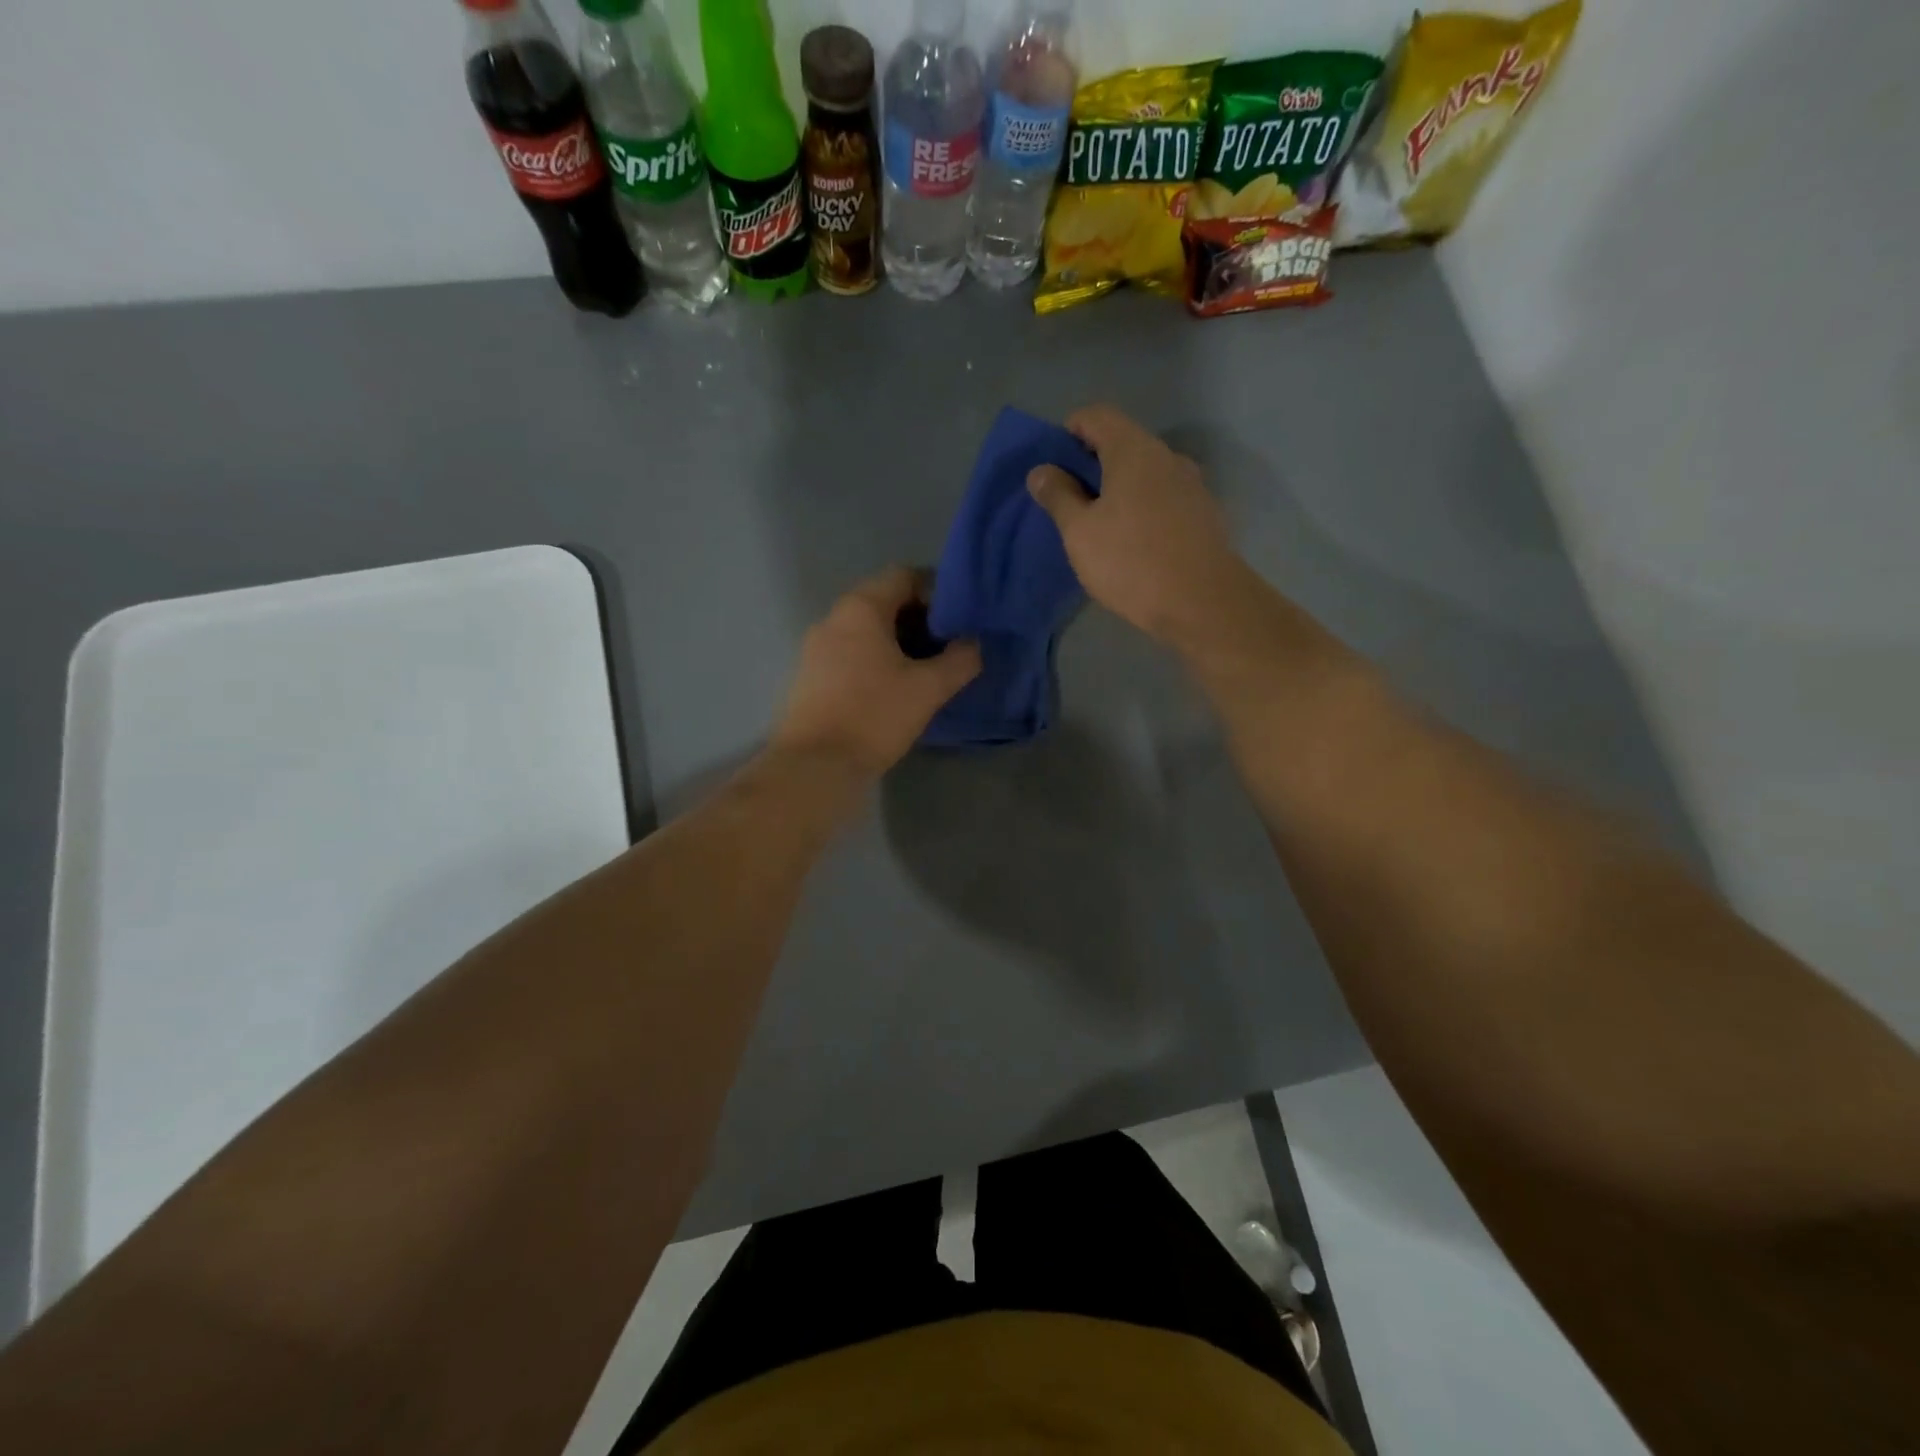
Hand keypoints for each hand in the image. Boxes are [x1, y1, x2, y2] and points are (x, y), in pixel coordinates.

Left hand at [772, 567, 981, 778]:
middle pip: (884, 602)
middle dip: (920, 620)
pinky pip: (851, 654)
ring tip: (927, 671)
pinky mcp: (811, 676)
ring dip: (899, 644)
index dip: (936, 592)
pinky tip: (895, 689)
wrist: (815, 765)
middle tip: (949, 647)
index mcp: (860, 608)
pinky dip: (876, 661)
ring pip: (867, 631)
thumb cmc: (874, 715)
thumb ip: (959, 660)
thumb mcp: (928, 688)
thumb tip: (974, 644)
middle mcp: (833, 618)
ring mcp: (816, 648)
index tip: (960, 620)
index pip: (904, 576)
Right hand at [1027, 404, 1249, 649]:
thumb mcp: (1080, 532)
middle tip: (1069, 503)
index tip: (1053, 468)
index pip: (1096, 415)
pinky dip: (1142, 509)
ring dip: (1118, 490)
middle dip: (1092, 465)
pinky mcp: (1203, 515)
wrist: (1203, 603)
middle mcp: (1168, 457)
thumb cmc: (1131, 561)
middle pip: (1122, 444)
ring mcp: (1191, 485)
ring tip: (1100, 528)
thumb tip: (1042, 471)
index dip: (1068, 433)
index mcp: (1134, 450)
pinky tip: (1132, 544)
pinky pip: (1163, 499)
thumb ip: (1058, 496)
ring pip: (1144, 474)